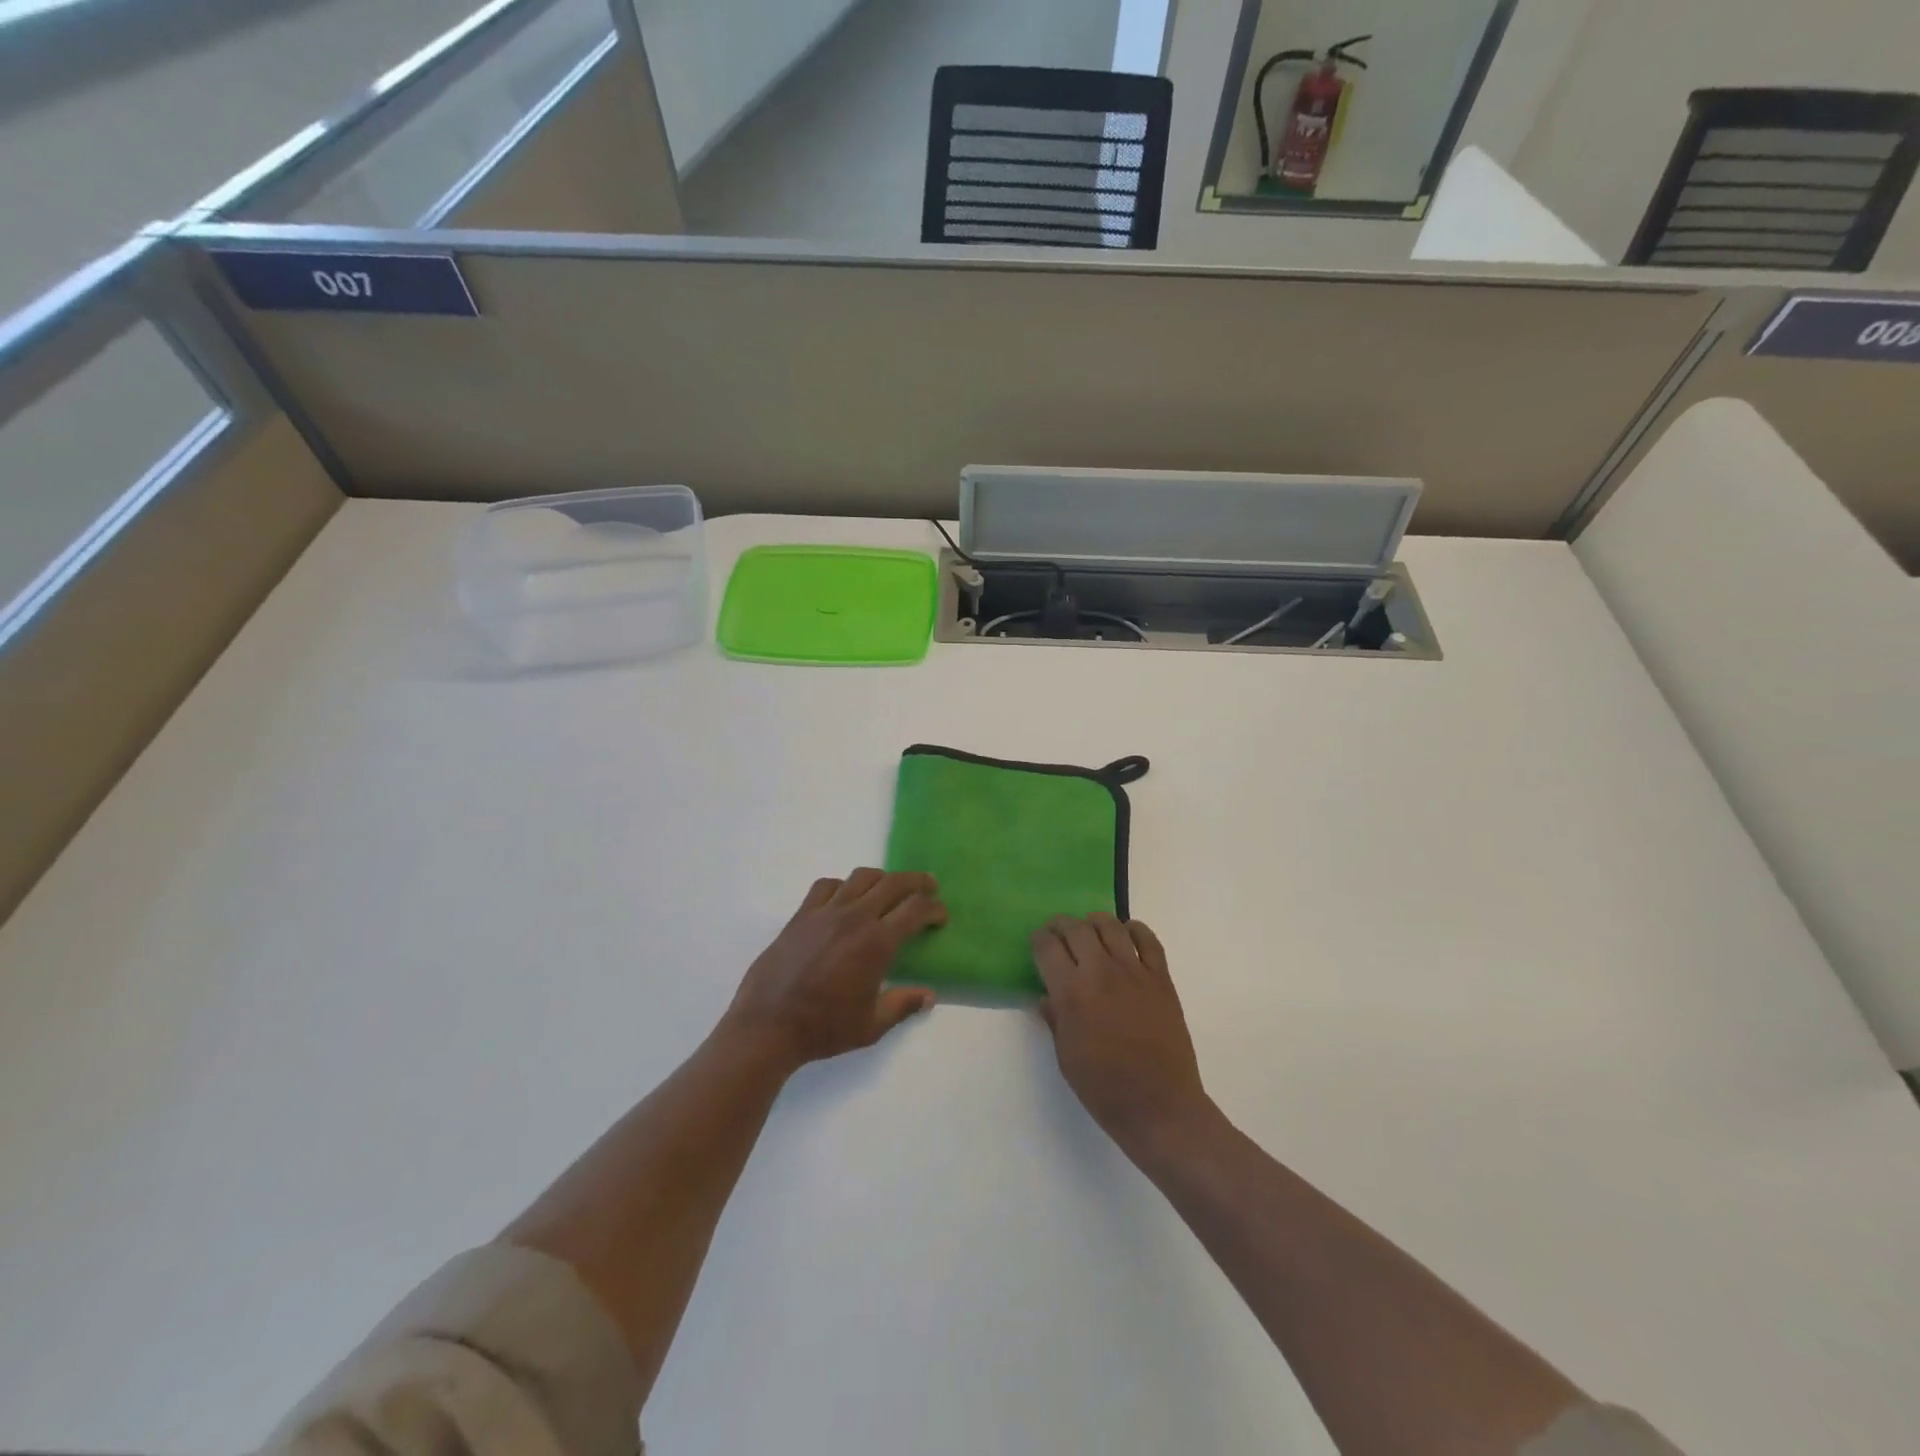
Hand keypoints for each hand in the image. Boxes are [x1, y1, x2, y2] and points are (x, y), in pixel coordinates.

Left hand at [723, 870, 944, 1069]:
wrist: (767, 1026)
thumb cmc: (824, 1028)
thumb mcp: (871, 1026)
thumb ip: (903, 1005)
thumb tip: (930, 996)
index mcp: (877, 942)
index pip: (915, 909)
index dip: (934, 908)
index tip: (941, 915)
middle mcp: (854, 918)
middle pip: (893, 883)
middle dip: (916, 881)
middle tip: (929, 886)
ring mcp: (825, 912)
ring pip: (861, 877)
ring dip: (882, 878)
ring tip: (889, 889)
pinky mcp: (801, 915)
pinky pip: (826, 886)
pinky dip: (843, 886)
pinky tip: (846, 899)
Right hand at [1032, 914, 1212, 1151]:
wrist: (1159, 1106)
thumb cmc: (1104, 1088)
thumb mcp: (1065, 1057)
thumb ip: (1055, 1019)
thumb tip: (1047, 996)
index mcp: (1071, 993)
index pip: (1047, 947)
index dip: (1038, 940)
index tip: (1037, 943)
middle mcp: (1100, 973)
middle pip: (1076, 929)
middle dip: (1061, 925)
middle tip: (1058, 932)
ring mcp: (1134, 972)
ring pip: (1110, 926)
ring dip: (1095, 922)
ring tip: (1090, 929)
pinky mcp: (1161, 978)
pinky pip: (1148, 940)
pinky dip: (1134, 929)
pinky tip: (1126, 934)